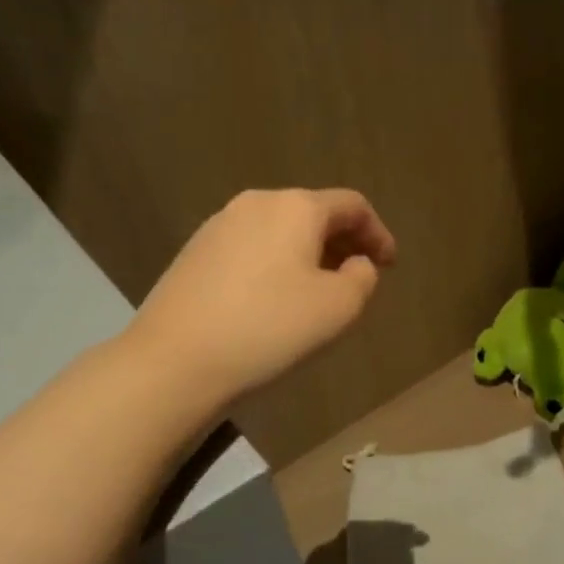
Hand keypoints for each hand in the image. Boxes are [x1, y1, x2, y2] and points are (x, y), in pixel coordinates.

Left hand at [133, 188, 396, 408]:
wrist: (174, 361)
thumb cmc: (269, 329)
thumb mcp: (338, 308)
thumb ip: (362, 278)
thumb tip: (355, 264)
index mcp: (296, 207)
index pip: (352, 205)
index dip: (378, 233)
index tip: (389, 265)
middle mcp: (256, 203)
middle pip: (313, 213)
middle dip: (342, 242)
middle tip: (356, 278)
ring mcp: (219, 225)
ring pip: (279, 230)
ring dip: (307, 254)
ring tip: (316, 292)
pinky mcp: (194, 252)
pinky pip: (251, 248)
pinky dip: (275, 264)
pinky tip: (272, 300)